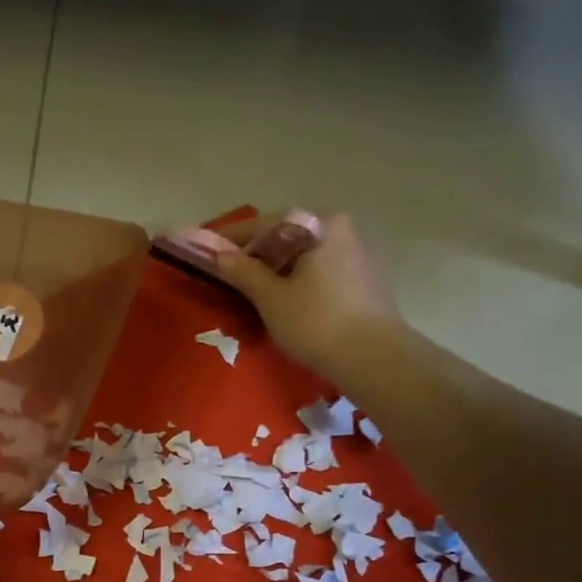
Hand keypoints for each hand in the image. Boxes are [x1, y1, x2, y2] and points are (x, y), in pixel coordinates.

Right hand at [207, 212, 400, 377]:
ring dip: (282, 268)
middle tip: (232, 272)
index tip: (208, 249)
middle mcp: (344, 228)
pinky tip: (292, 300)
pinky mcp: (369, 279)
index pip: (266, 225)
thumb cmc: (316, 323)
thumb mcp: (271, 298)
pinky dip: (303, 280)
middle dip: (259, 253)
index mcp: (321, 223)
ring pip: (308, 255)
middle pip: (290, 237)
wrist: (373, 357)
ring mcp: (361, 252)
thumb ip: (243, 272)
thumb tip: (219, 255)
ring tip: (259, 289)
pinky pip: (325, 271)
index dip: (233, 239)